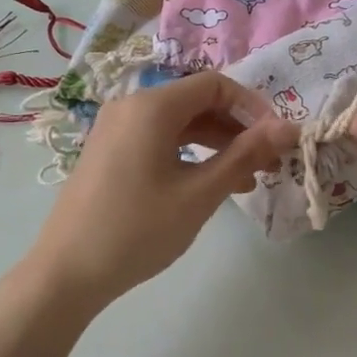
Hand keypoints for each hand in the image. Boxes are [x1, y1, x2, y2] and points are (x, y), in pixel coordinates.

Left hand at [26, 72, 296, 309]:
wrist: (66, 272)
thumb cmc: (138, 230)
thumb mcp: (199, 194)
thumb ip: (245, 155)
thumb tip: (289, 127)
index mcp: (152, 107)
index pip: (215, 85)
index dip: (253, 107)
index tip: (278, 139)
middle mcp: (131, 107)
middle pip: (197, 102)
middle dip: (237, 129)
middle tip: (268, 163)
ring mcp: (115, 130)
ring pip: (179, 124)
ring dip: (216, 145)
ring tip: (247, 180)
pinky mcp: (109, 153)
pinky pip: (158, 141)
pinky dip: (189, 155)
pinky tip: (209, 185)